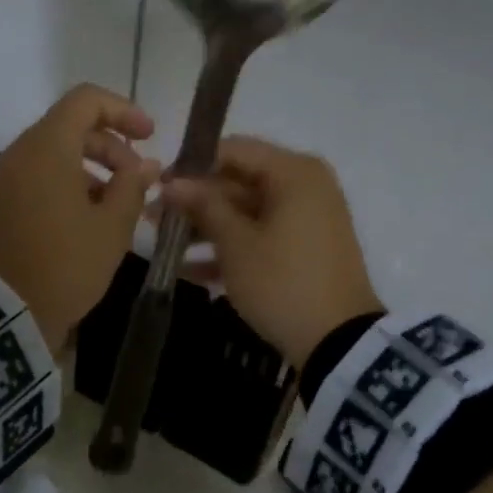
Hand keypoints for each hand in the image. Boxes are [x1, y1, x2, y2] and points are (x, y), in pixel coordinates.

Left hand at [0, 84, 160, 344]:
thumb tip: (146, 164)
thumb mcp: (111, 229)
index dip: (123, 111)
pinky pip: (34, 181)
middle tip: (137, 183)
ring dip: (88, 172)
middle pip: (69, 129)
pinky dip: (63, 188)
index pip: (85, 101)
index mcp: (47, 147)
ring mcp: (0, 181)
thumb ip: (132, 188)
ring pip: (51, 157)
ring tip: (114, 210)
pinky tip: (83, 224)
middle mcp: (18, 154)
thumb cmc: (63, 264)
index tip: (149, 137)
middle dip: (109, 148)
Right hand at [162, 136, 381, 366]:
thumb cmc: (282, 282)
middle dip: (195, 202)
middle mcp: (304, 186)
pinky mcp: (304, 250)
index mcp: (293, 173)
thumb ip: (204, 206)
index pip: (233, 150)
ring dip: (207, 229)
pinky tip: (190, 270)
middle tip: (153, 220)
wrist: (339, 341)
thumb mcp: (236, 244)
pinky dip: (231, 250)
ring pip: (246, 213)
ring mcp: (307, 220)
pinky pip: (261, 237)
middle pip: (239, 182)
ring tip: (166, 248)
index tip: (158, 187)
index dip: (191, 166)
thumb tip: (172, 182)